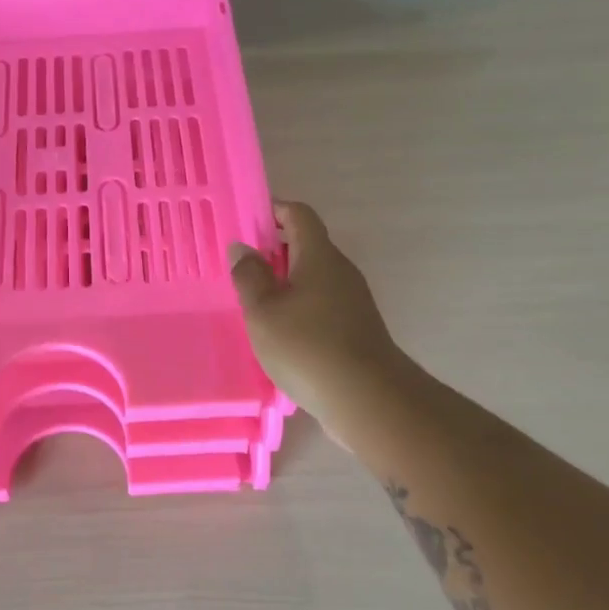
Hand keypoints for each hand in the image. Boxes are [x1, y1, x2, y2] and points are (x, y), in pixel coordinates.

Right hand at [230, 202, 405, 431]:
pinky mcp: (355, 329)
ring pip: (313, 278)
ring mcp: (352, 301)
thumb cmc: (307, 346)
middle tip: (240, 268)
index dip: (273, 210)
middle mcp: (340, 271)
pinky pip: (321, 305)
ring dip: (284, 283)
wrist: (368, 399)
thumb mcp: (263, 310)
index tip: (245, 223)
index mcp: (319, 256)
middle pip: (306, 246)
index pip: (299, 215)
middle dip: (273, 251)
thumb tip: (242, 247)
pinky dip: (298, 308)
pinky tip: (279, 333)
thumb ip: (249, 276)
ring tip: (253, 304)